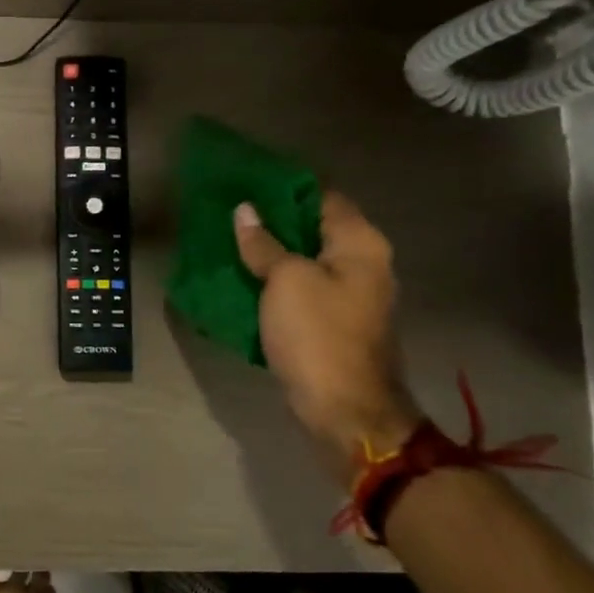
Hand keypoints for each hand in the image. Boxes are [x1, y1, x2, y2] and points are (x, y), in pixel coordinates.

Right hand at [233, 192, 420, 482]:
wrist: (343, 409)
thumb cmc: (318, 335)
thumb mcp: (286, 281)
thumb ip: (264, 243)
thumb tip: (245, 211)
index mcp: (360, 244)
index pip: (323, 197)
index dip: (285, 187)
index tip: (247, 183)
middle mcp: (364, 263)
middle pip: (314, 228)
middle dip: (273, 220)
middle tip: (230, 212)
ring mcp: (351, 295)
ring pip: (306, 260)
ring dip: (272, 252)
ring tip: (230, 242)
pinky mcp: (334, 322)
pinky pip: (302, 289)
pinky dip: (276, 282)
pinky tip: (245, 278)